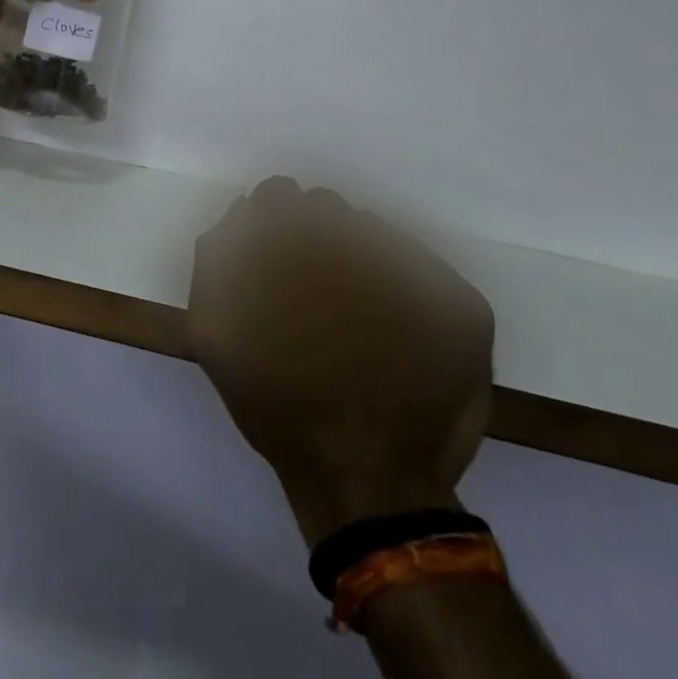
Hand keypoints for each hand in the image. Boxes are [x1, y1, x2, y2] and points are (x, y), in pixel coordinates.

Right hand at [189, 179, 494, 546]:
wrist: (367, 482)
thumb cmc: (282, 408)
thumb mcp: (216, 337)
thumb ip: (214, 263)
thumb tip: (237, 216)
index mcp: (296, 248)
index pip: (278, 196)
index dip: (271, 222)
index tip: (274, 255)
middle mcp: (358, 245)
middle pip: (327, 209)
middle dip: (314, 237)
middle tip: (311, 288)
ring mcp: (419, 272)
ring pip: (374, 234)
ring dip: (356, 258)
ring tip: (352, 313)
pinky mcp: (463, 305)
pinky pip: (423, 268)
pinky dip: (403, 285)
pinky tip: (392, 330)